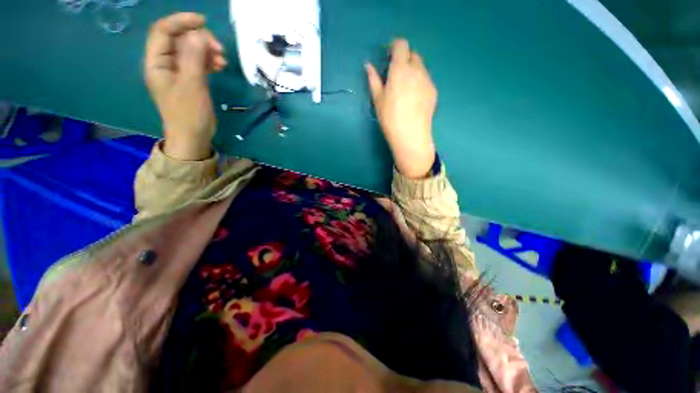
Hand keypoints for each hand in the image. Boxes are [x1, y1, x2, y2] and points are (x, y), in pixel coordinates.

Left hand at [144, 13, 226, 160]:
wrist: (193, 138)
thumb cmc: (190, 115)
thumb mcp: (192, 86)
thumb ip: (194, 58)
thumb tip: (199, 34)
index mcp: (156, 63)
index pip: (163, 31)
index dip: (181, 21)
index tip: (204, 21)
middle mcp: (164, 64)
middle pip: (178, 39)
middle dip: (199, 38)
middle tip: (219, 49)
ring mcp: (176, 72)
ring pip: (189, 50)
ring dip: (206, 50)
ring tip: (222, 60)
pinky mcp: (188, 80)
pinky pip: (196, 62)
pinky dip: (208, 60)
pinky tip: (219, 66)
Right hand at [366, 39, 437, 178]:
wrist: (410, 135)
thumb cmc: (390, 118)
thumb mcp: (378, 99)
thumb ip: (373, 79)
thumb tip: (367, 65)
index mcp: (400, 69)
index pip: (401, 45)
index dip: (395, 46)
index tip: (389, 55)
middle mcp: (417, 70)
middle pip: (413, 55)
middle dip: (404, 59)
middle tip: (395, 74)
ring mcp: (428, 80)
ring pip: (421, 67)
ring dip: (412, 70)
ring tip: (405, 88)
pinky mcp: (434, 91)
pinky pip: (426, 79)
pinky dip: (419, 81)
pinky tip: (414, 98)